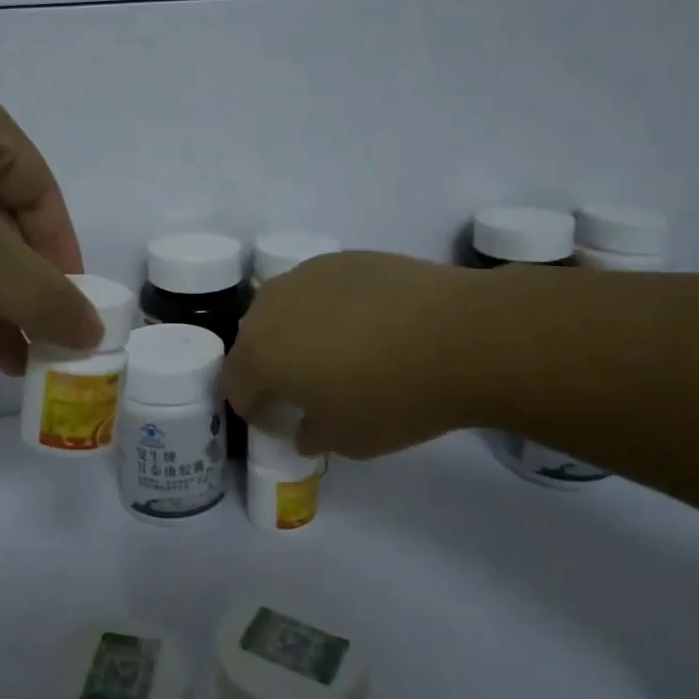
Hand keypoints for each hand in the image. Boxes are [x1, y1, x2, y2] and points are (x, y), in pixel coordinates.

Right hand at [223, 251, 475, 458]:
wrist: (462, 335)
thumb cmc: (394, 397)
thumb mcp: (347, 440)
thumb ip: (312, 434)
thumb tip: (306, 426)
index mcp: (259, 352)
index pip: (236, 385)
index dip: (254, 408)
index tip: (279, 421)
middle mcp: (271, 305)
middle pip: (256, 341)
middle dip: (272, 366)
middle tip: (308, 388)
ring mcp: (308, 274)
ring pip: (287, 309)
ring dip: (299, 333)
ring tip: (340, 353)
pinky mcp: (345, 258)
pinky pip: (322, 290)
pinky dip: (332, 309)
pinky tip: (370, 325)